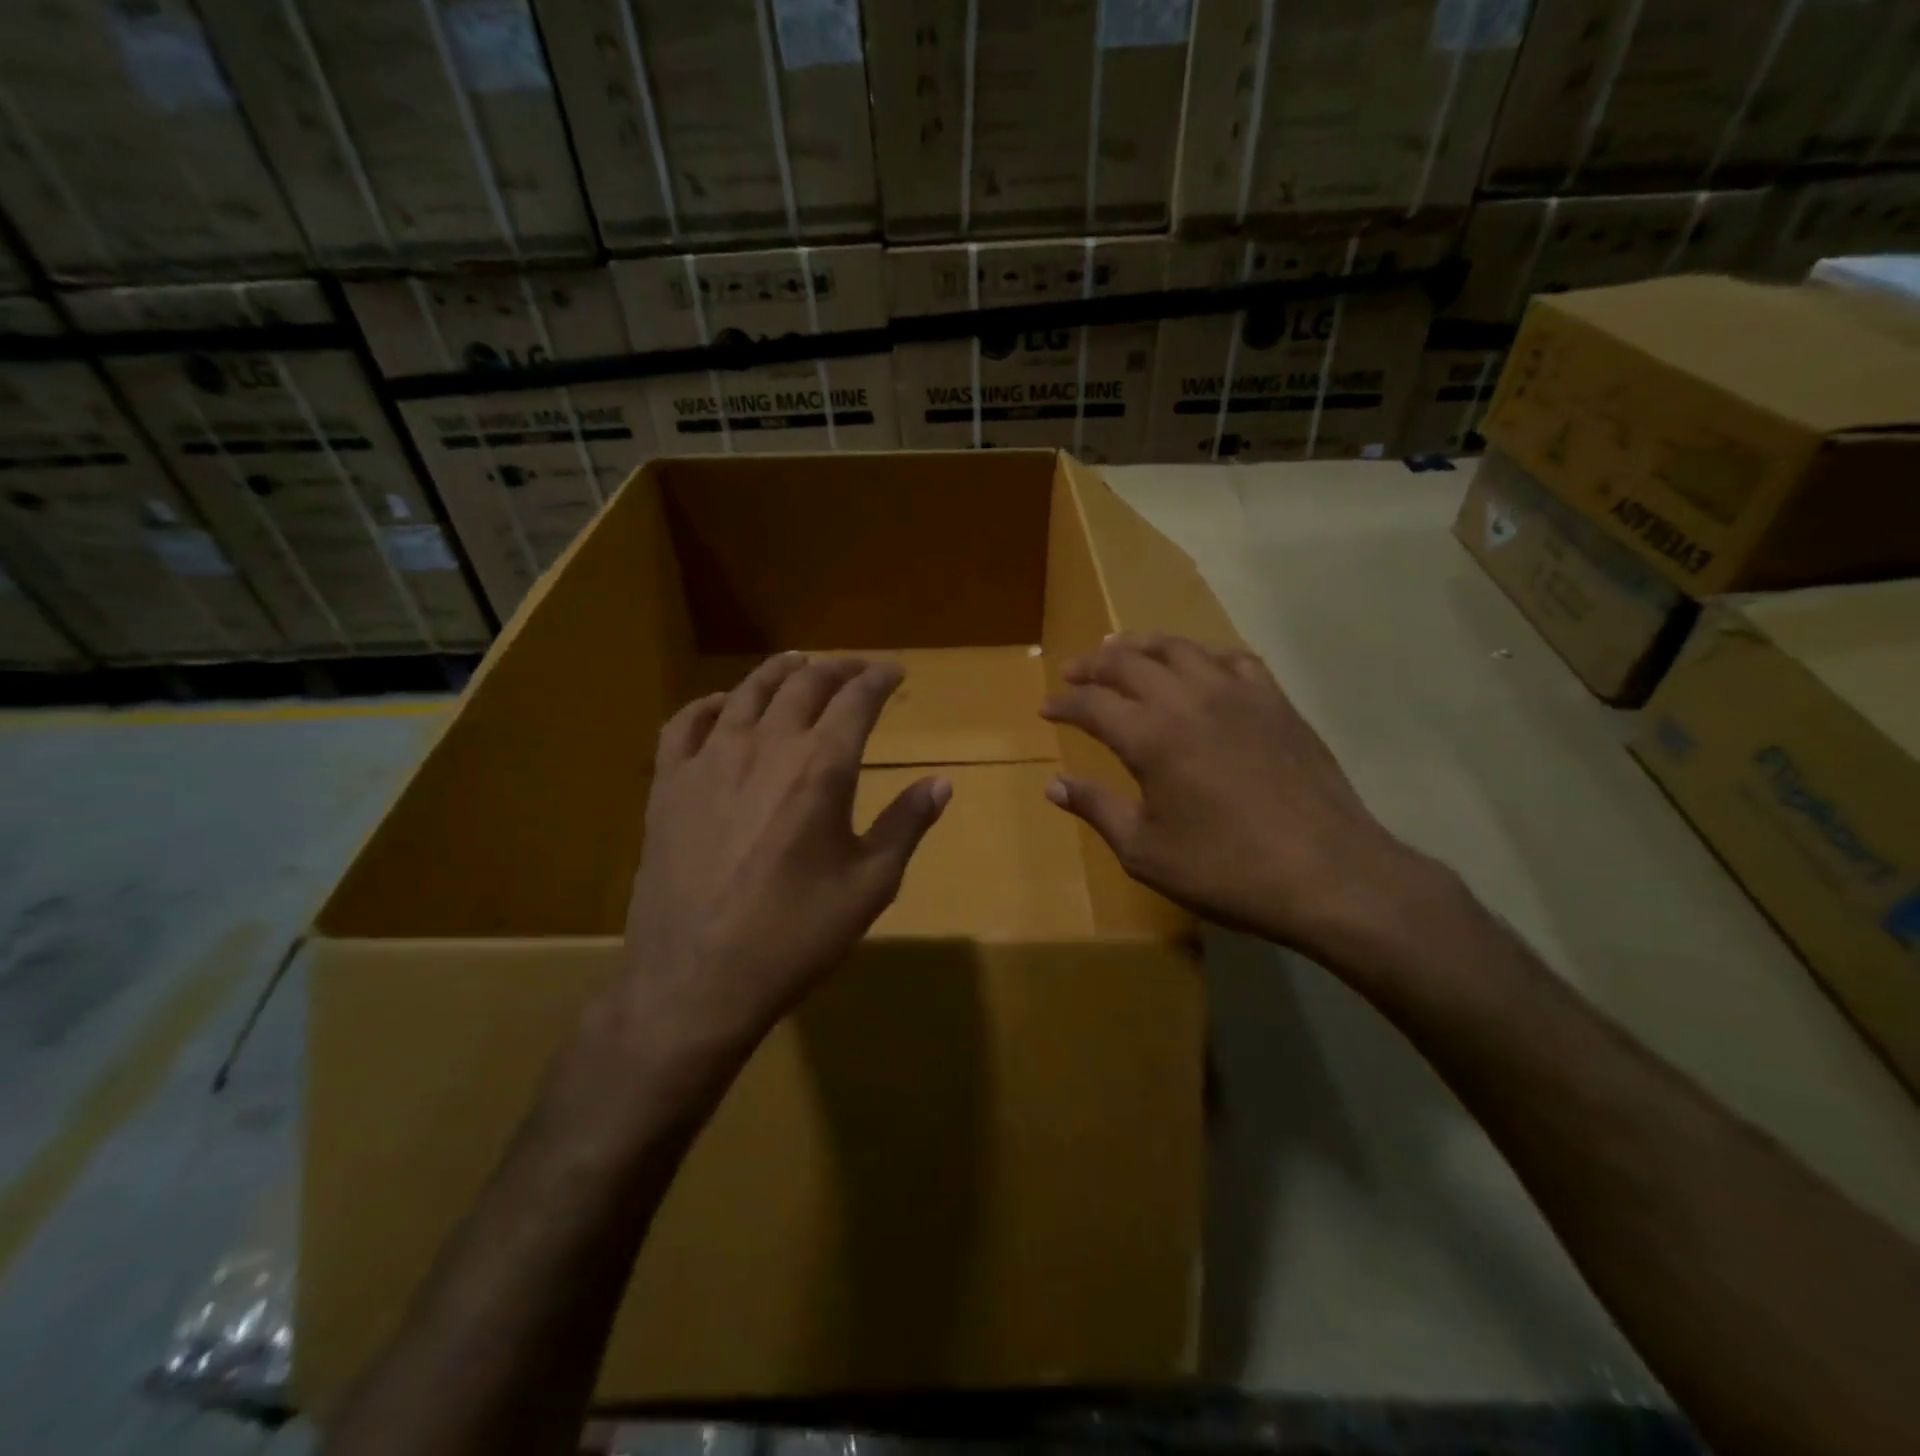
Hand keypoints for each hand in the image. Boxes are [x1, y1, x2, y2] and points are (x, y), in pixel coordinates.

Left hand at [619, 653, 949, 1053]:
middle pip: (804, 684)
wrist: (696, 980)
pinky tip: (721, 706)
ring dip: (780, 672)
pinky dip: (710, 704)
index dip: (879, 679)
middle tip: (856, 668)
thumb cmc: (794, 936)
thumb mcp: (869, 886)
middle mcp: (765, 746)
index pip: (856, 701)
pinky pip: (685, 722)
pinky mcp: (668, 784)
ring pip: (747, 692)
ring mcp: (709, 760)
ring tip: (799, 664)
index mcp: (820, 768)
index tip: (894, 671)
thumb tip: (941, 783)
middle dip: (836, 668)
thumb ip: (906, 826)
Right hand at [1041, 634, 1428, 957]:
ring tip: (1121, 648)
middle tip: (1074, 671)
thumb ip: (1097, 809)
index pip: (1093, 704)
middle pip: (1130, 662)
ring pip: (1180, 648)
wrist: (1328, 874)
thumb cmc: (1226, 869)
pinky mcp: (1276, 702)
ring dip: (1143, 645)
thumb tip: (1054, 785)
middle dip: (1094, 665)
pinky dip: (1203, 654)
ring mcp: (1238, 694)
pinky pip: (1233, 658)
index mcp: (1152, 737)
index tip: (1047, 709)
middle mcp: (1190, 700)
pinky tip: (1198, 665)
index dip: (1065, 704)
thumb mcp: (1145, 851)